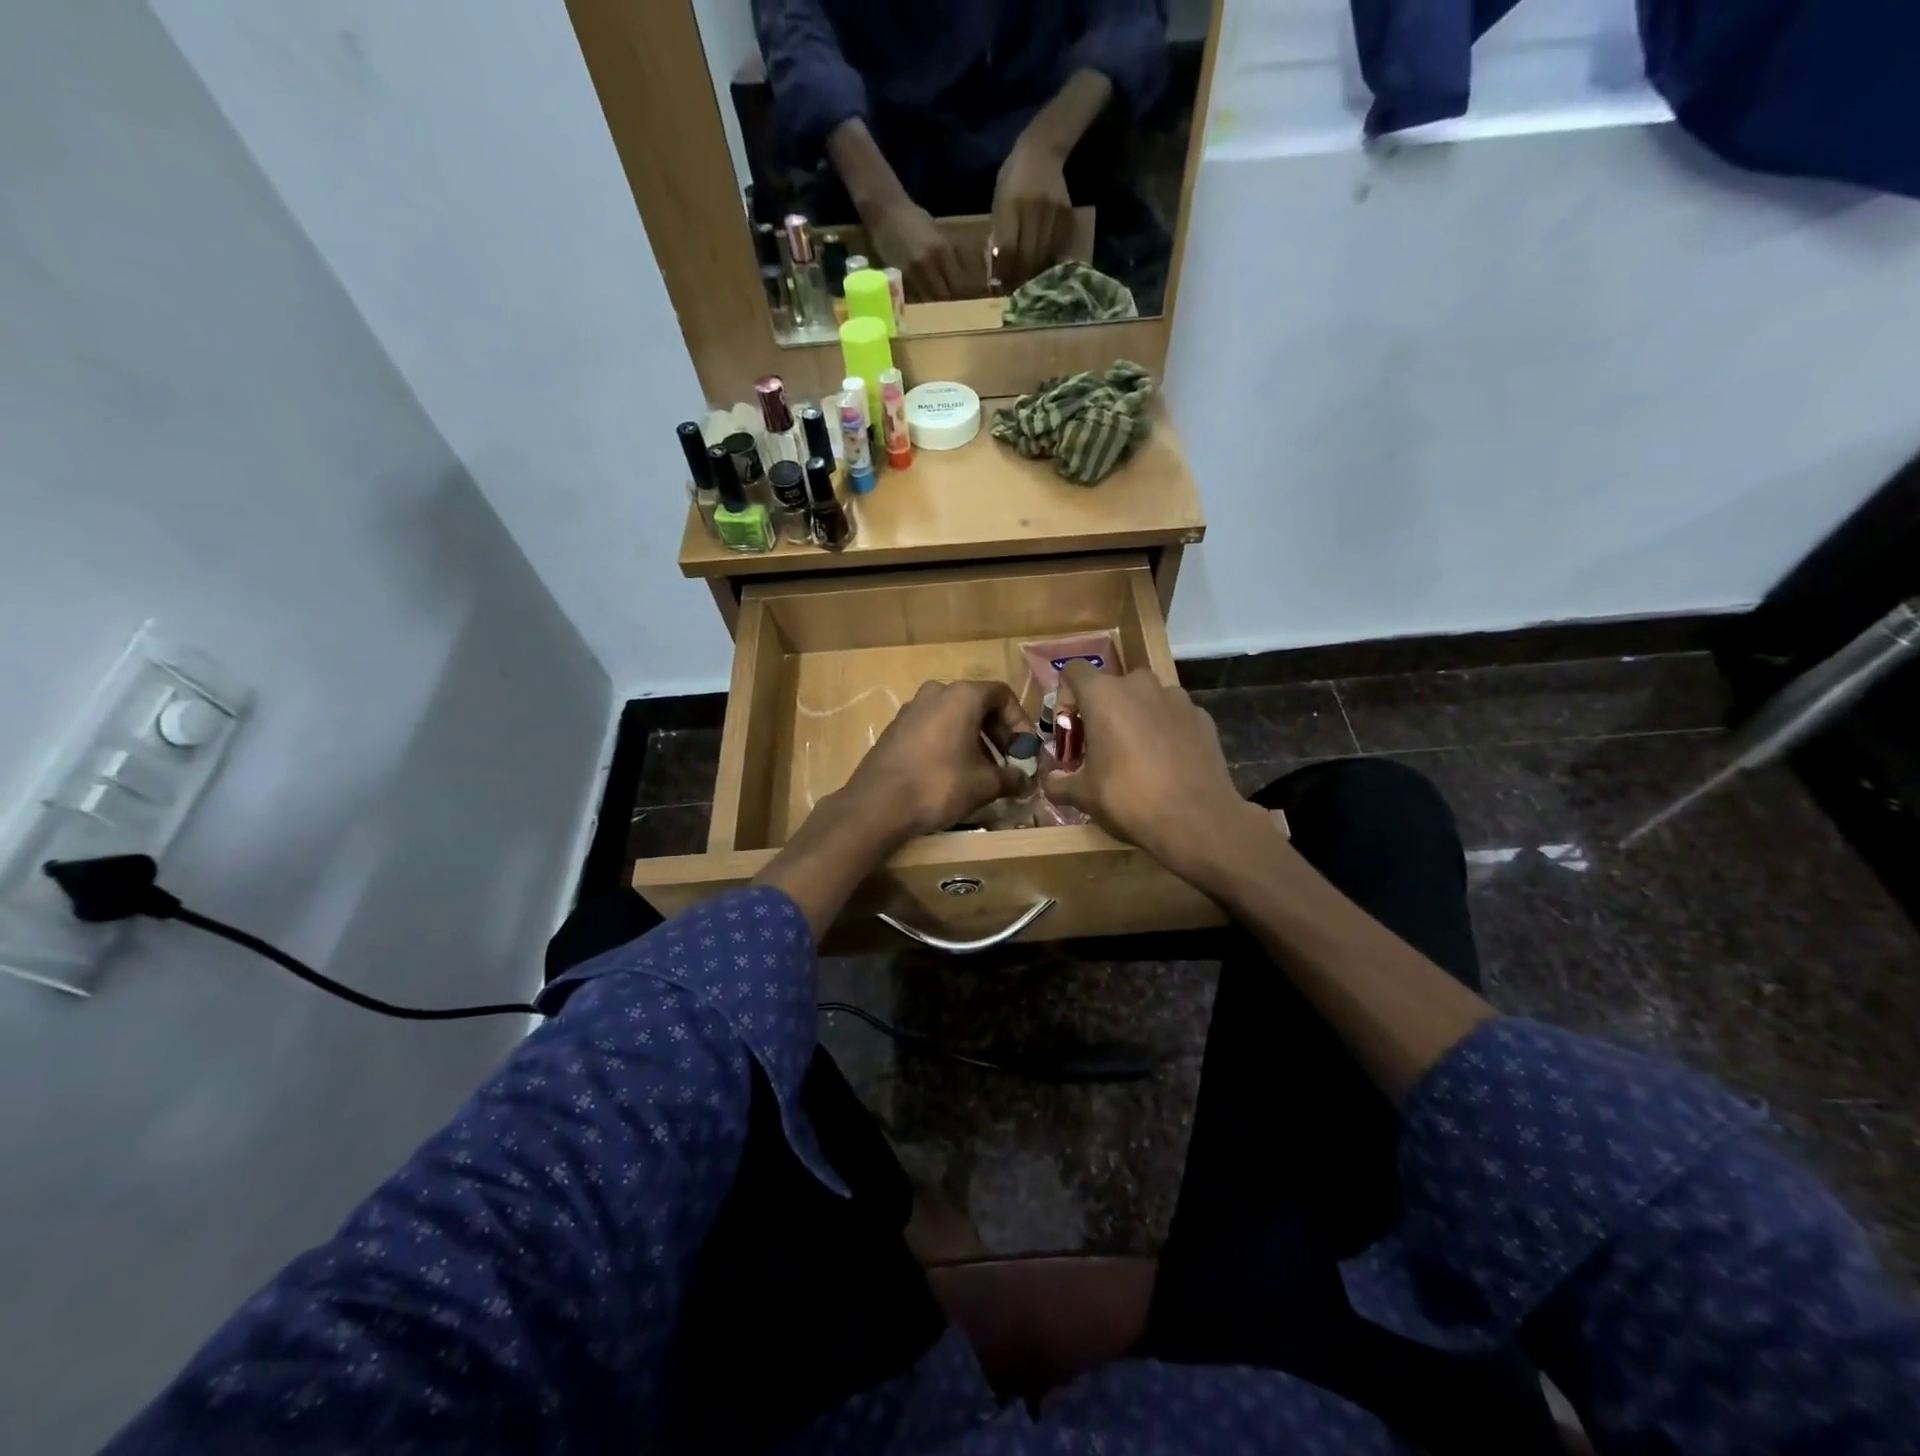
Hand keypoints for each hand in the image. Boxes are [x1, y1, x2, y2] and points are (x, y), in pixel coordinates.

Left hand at [842, 680, 1031, 840]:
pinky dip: (950, 744)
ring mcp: (911, 709)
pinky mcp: (895, 729)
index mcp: (962, 696)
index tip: (1025, 751)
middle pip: (978, 704)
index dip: (1020, 722)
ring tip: (984, 772)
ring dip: (975, 741)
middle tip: (1009, 762)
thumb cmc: (939, 784)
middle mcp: (936, 693)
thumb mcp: (984, 784)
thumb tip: (1027, 782)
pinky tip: (954, 774)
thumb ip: (1011, 778)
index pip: (1002, 695)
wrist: (877, 804)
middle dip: (998, 734)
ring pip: (954, 717)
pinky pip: (933, 728)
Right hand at [868, 198, 964, 300]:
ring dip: (930, 300)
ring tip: (930, 297)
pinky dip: (917, 297)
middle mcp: (929, 263)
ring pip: (928, 299)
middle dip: (945, 298)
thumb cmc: (911, 217)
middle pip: (943, 294)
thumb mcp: (935, 230)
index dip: (958, 289)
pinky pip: (913, 295)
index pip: (957, 281)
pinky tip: (917, 292)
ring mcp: (913, 272)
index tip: (957, 290)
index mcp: (942, 249)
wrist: (884, 210)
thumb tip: (957, 267)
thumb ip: (946, 250)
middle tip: (944, 297)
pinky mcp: (899, 278)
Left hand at [991, 136, 1072, 287]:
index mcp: (1011, 206)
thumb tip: (998, 269)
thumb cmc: (1013, 176)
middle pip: (1027, 257)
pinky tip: (1046, 270)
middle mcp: (1032, 210)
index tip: (1000, 288)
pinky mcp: (1066, 216)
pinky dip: (1052, 263)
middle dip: (1020, 278)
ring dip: (1036, 275)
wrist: (1042, 149)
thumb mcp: (999, 201)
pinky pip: (1059, 248)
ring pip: (1044, 256)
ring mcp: (1052, 213)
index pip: (1008, 250)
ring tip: (1030, 286)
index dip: (1004, 272)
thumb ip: (999, 232)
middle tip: (1016, 292)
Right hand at [1043, 664, 1253, 880]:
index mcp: (1103, 695)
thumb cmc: (1128, 799)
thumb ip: (1059, 782)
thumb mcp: (1082, 795)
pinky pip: (1173, 715)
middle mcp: (1140, 685)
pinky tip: (1166, 763)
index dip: (1066, 697)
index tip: (1071, 731)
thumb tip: (1051, 781)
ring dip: (1135, 718)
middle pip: (1112, 686)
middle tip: (1100, 747)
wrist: (1196, 820)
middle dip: (1102, 711)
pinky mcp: (1202, 717)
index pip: (1074, 670)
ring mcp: (1177, 698)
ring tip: (1136, 756)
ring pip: (1145, 699)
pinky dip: (1165, 730)